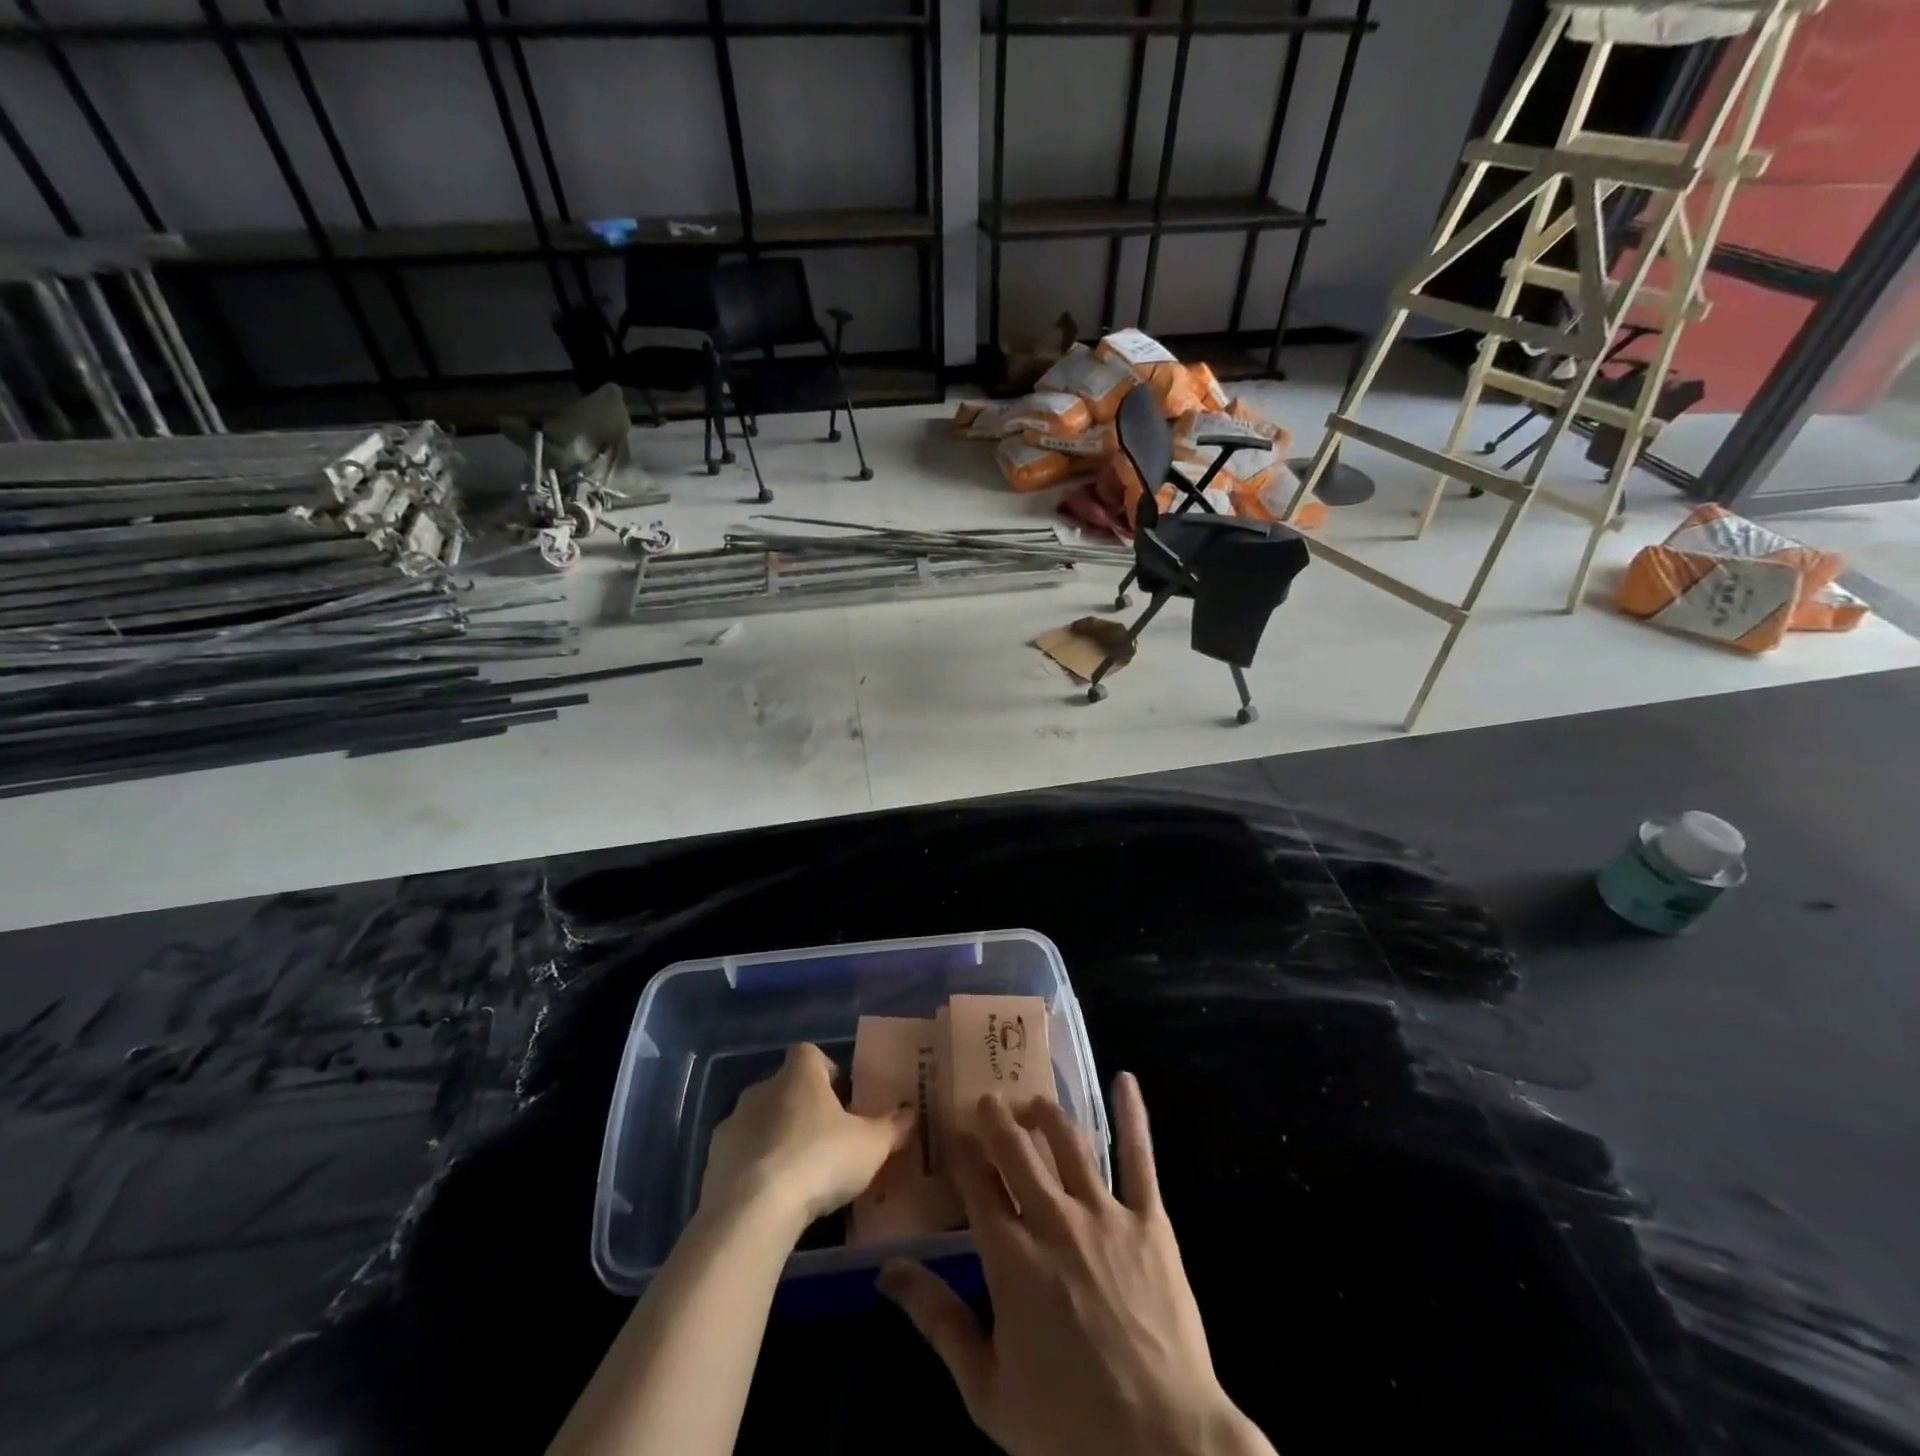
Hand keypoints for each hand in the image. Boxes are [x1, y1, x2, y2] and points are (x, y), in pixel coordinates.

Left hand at [699, 1043, 913, 1226]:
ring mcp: (732, 1124)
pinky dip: (756, 1169)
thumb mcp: (871, 1146)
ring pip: (762, 1122)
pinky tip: (774, 1199)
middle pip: (787, 1088)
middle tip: (828, 1142)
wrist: (751, 1212)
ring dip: (778, 1140)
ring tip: (801, 1176)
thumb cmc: (819, 1160)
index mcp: (799, 1074)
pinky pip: (741, 1156)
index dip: (829, 1072)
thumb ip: (893, 1127)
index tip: (844, 1101)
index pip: (811, 1054)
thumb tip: (912, 1112)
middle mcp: (762, 1089)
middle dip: (805, 1110)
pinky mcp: (712, 1162)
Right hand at [879, 1074, 1272, 1455]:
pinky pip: (1138, 1157)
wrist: (1164, 1447)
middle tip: (987, 1100)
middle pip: (1016, 1149)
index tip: (953, 1128)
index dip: (963, 1151)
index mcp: (1010, 1256)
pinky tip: (1125, 1080)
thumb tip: (888, 1270)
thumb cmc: (1068, 1426)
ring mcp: (1104, 1214)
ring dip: (1046, 1113)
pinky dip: (1133, 1115)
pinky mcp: (1150, 1221)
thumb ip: (937, 1321)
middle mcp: (1053, 1219)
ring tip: (1033, 1102)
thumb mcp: (987, 1389)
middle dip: (997, 1118)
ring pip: (1068, 1142)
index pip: (978, 1183)